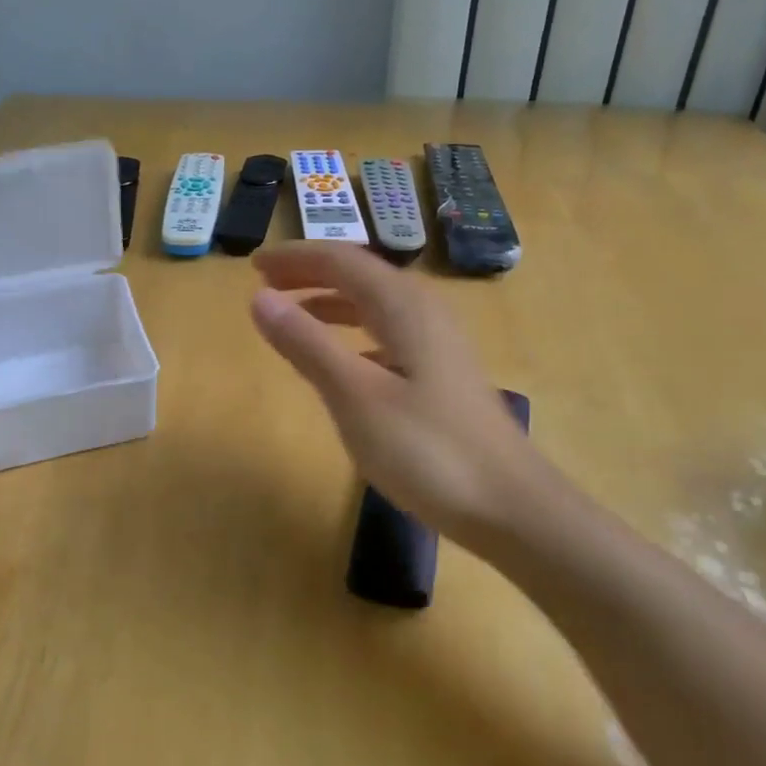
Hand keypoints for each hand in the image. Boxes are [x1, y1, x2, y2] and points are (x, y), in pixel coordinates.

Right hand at [250, 242, 547, 553]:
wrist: (512, 507)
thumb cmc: (429, 451)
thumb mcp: (356, 397)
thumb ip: (307, 344)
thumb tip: (260, 298)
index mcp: (404, 306)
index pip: (341, 260)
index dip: (295, 258)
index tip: (253, 265)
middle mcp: (424, 312)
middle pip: (360, 275)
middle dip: (311, 273)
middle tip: (265, 282)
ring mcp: (438, 343)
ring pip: (376, 304)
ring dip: (331, 301)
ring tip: (293, 315)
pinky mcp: (443, 374)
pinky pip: (388, 333)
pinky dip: (354, 332)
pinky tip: (343, 359)